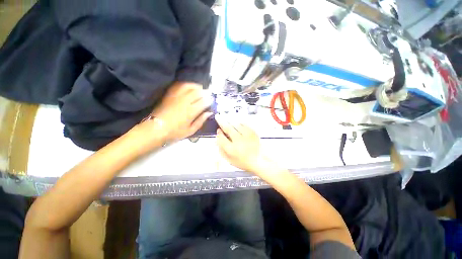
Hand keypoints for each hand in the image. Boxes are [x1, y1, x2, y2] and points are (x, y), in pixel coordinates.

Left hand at [151, 82, 212, 141]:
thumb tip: (209, 113)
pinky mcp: (170, 94)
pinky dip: (186, 84)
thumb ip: (201, 121)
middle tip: (208, 93)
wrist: (156, 128)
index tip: (212, 100)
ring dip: (196, 86)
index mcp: (191, 112)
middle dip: (205, 92)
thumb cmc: (175, 131)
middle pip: (198, 92)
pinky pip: (179, 85)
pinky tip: (189, 86)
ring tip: (200, 88)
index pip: (204, 102)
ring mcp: (176, 96)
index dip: (209, 100)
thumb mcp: (191, 130)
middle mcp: (185, 102)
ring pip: (189, 86)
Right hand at [215, 115, 267, 172]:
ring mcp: (246, 136)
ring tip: (226, 119)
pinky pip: (244, 125)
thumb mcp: (230, 160)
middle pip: (228, 128)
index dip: (218, 133)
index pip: (221, 138)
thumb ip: (222, 150)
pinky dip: (239, 123)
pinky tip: (237, 123)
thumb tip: (217, 141)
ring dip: (230, 121)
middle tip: (218, 116)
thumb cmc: (244, 162)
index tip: (218, 131)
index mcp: (231, 149)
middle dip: (221, 121)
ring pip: (236, 125)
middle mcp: (238, 141)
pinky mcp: (253, 133)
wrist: (259, 161)